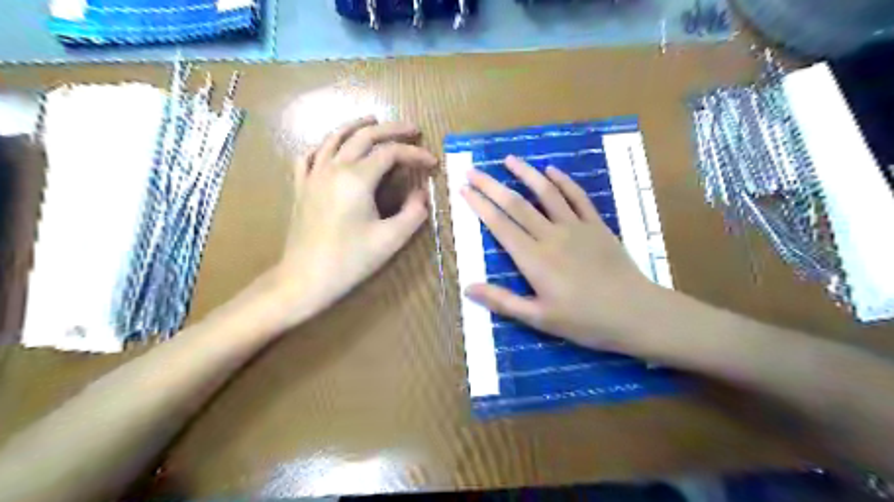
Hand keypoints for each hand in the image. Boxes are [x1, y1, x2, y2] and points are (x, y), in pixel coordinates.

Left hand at [275, 118, 438, 325]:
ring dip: (357, 125)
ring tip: (373, 120)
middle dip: (391, 129)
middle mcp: (333, 168)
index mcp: (357, 178)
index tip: (432, 163)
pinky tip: (332, 147)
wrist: (305, 279)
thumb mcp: (391, 239)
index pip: (391, 153)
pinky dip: (324, 145)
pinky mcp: (301, 187)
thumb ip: (413, 213)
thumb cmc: (350, 260)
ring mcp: (313, 175)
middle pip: (364, 136)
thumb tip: (422, 194)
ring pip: (335, 138)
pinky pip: (310, 155)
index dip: (415, 154)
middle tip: (412, 129)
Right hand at [461, 157, 661, 352]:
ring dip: (526, 173)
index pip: (500, 225)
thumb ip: (503, 301)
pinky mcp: (596, 225)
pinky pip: (578, 197)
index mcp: (533, 259)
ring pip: (546, 193)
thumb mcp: (539, 318)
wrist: (635, 313)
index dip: (479, 205)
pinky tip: (551, 170)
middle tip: (474, 170)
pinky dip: (563, 181)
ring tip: (509, 159)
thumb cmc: (584, 320)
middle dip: (492, 185)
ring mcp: (576, 227)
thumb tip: (468, 288)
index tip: (464, 189)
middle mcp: (551, 236)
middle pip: (516, 204)